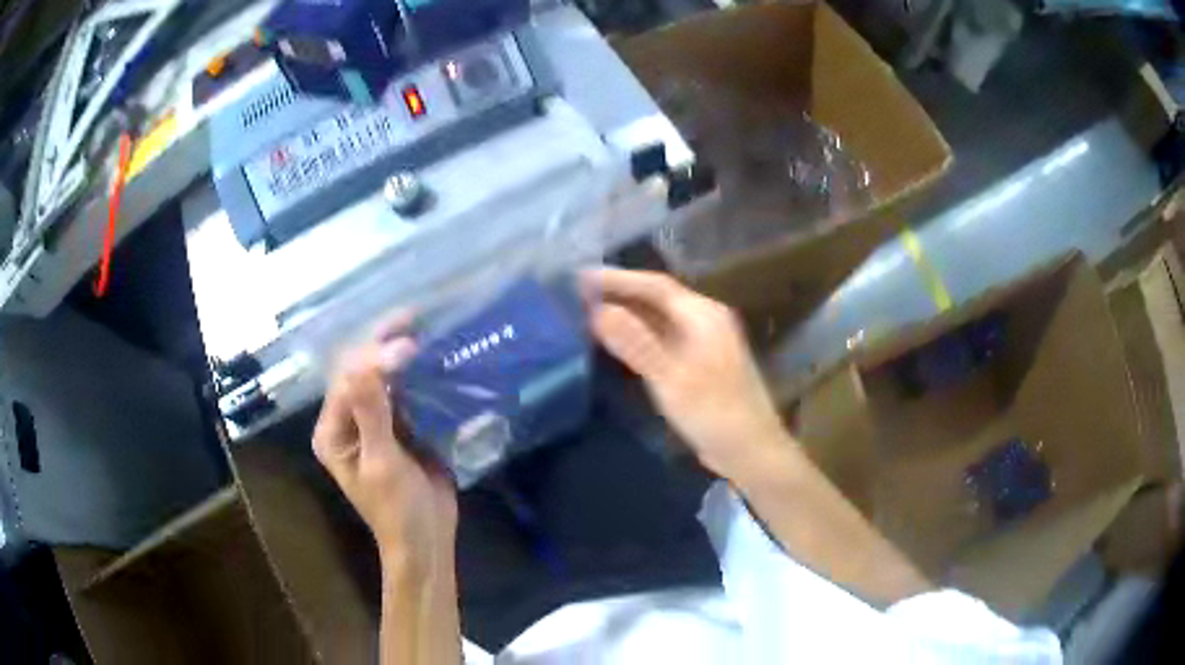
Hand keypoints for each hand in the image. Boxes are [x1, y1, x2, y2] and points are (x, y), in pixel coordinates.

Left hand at [313, 315, 457, 571]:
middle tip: (412, 316)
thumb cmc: (398, 511)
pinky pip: (403, 393)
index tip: (408, 343)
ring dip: (399, 354)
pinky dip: (416, 374)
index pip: (347, 381)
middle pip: (360, 372)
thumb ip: (372, 415)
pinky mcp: (398, 427)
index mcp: (332, 431)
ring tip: (424, 325)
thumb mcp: (382, 465)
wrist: (426, 540)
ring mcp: (373, 423)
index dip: (373, 358)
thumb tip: (366, 362)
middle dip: (382, 344)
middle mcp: (347, 421)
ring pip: (382, 378)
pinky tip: (433, 356)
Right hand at [584, 268, 793, 480]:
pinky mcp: (699, 363)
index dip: (617, 278)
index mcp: (703, 315)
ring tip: (587, 313)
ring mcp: (703, 342)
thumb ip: (636, 343)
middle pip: (656, 298)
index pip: (655, 285)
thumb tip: (598, 310)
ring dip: (627, 314)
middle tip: (576, 294)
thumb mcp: (671, 379)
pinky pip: (662, 338)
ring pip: (659, 318)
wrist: (752, 451)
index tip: (579, 277)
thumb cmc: (715, 414)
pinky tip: (617, 343)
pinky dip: (638, 335)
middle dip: (619, 293)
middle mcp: (704, 320)